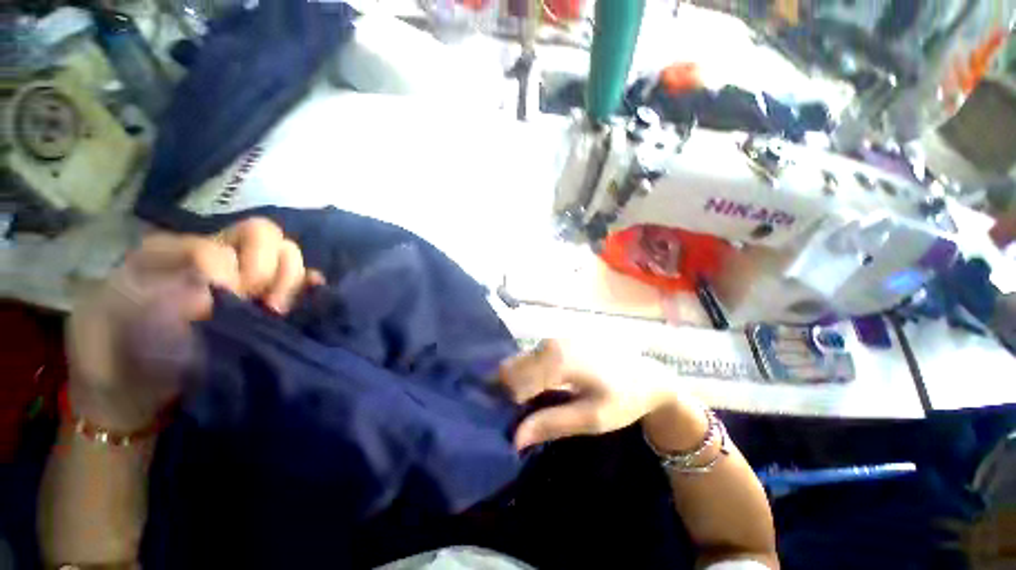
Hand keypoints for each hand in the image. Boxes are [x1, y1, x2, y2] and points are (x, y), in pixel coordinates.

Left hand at [67, 218, 323, 430]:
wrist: (128, 390)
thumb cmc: (115, 351)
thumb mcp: (118, 310)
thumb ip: (161, 290)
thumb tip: (227, 293)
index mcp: (178, 251)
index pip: (231, 241)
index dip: (235, 270)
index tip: (227, 301)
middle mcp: (219, 257)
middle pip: (267, 236)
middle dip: (271, 268)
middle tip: (262, 303)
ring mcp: (246, 281)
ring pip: (289, 256)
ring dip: (291, 280)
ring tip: (275, 310)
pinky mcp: (265, 304)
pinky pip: (301, 283)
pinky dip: (310, 286)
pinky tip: (308, 296)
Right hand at [499, 339, 704, 449]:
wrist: (648, 376)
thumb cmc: (623, 398)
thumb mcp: (590, 418)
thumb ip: (551, 424)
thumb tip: (515, 438)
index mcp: (556, 359)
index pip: (514, 382)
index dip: (510, 406)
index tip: (516, 425)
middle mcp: (549, 343)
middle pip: (513, 368)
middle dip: (509, 392)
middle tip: (523, 416)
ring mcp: (554, 338)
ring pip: (520, 361)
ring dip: (519, 383)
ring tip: (532, 405)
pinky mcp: (559, 340)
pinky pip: (532, 357)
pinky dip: (529, 374)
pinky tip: (543, 389)